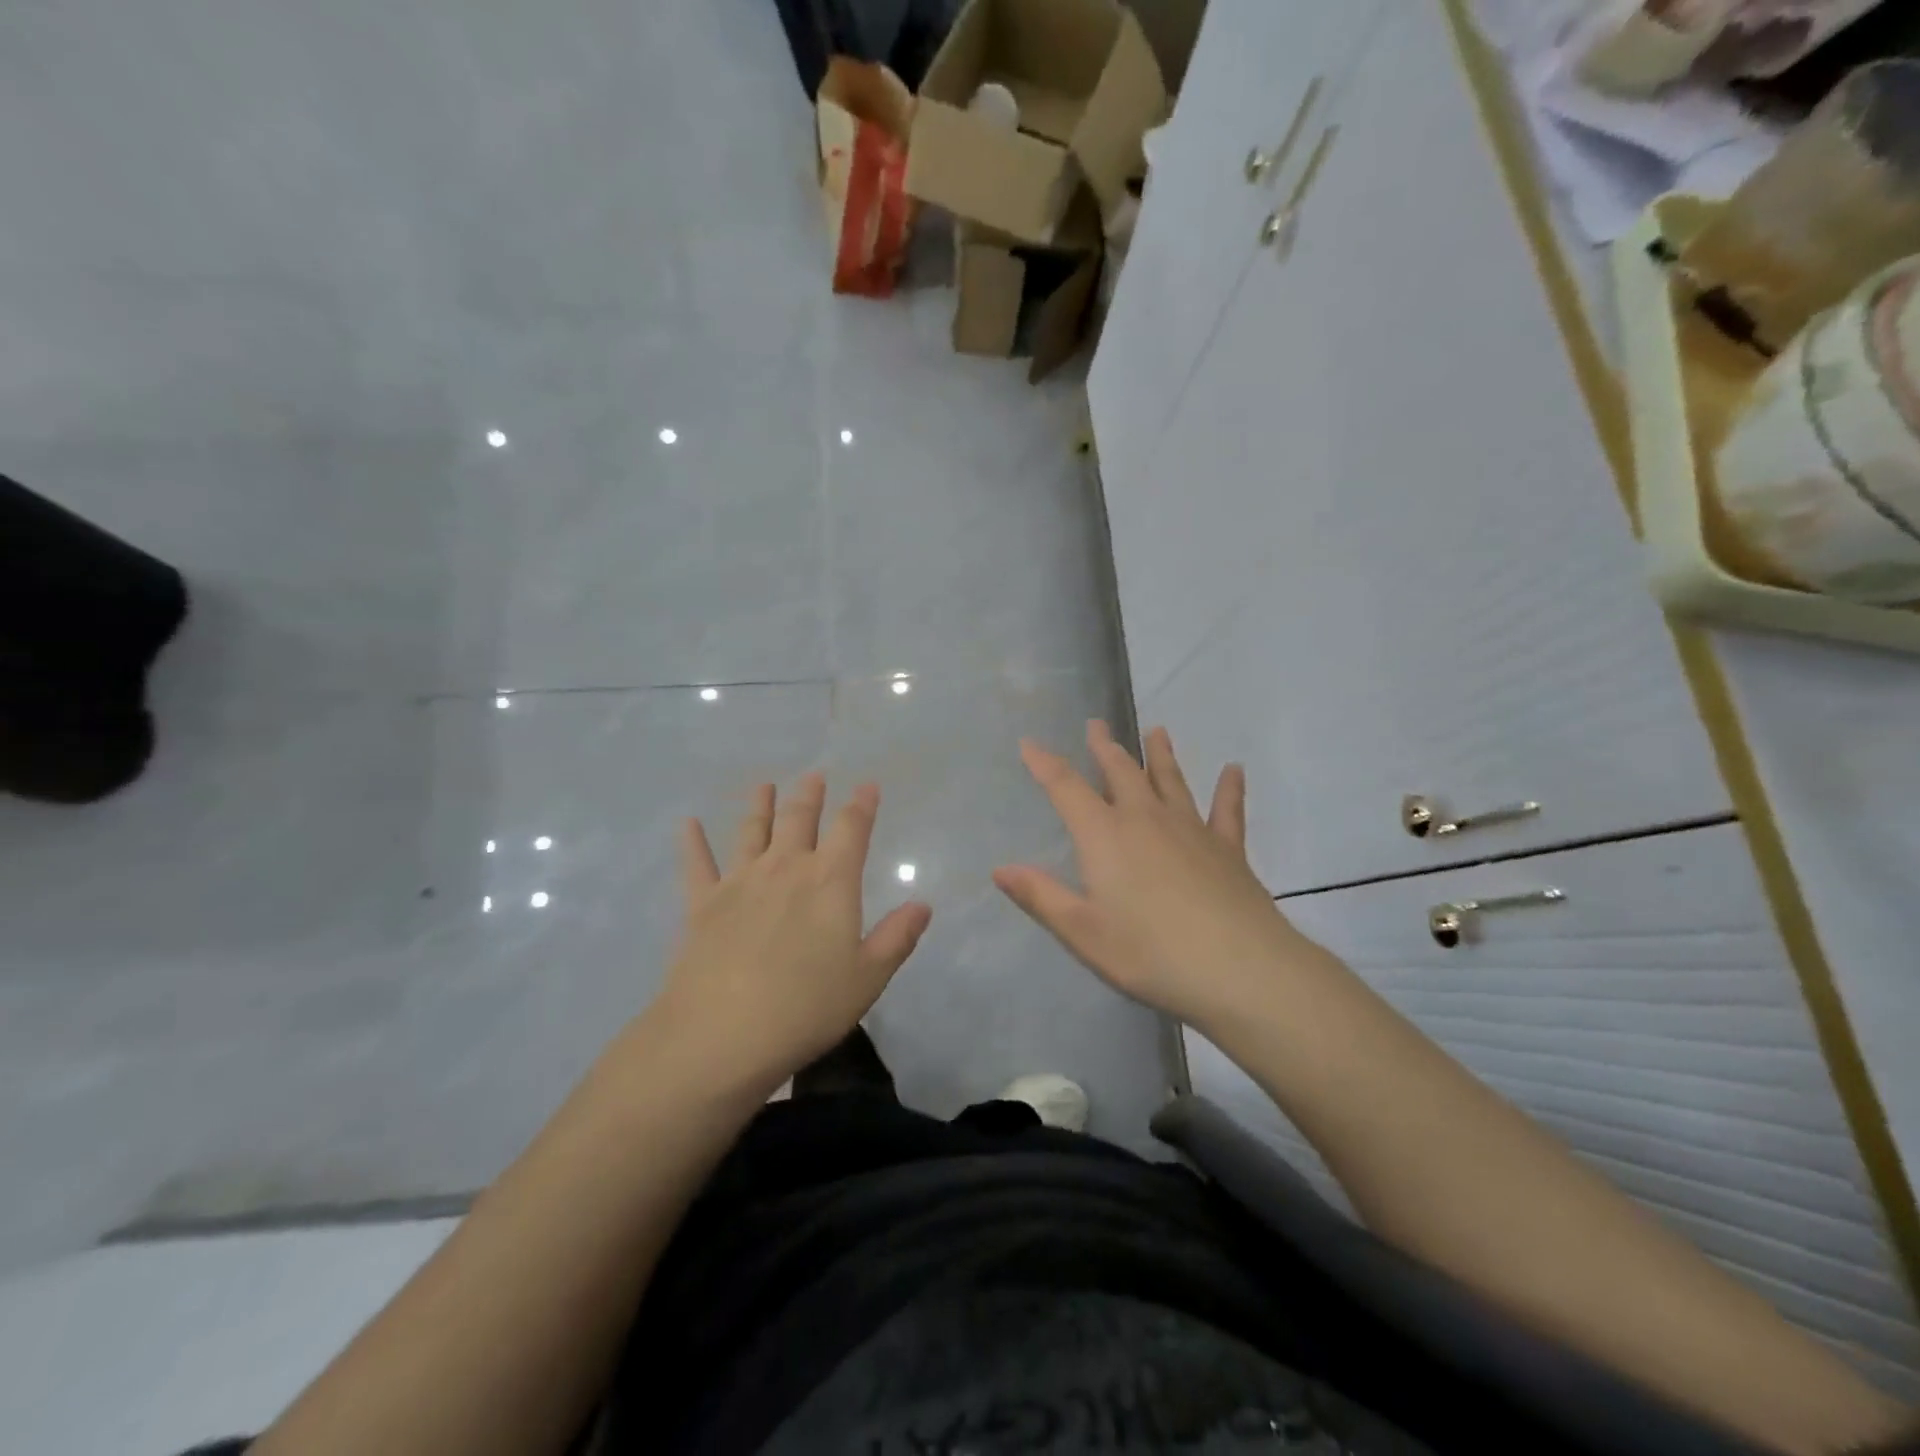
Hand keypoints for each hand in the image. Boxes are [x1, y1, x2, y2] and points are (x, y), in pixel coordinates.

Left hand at [654, 773, 931, 1096]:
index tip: (867, 785)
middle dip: (810, 796)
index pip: (852, 829)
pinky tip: (688, 824)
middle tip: (814, 777)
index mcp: (830, 881)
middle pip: (800, 820)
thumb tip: (923, 905)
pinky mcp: (702, 904)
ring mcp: (739, 882)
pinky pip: (697, 864)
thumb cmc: (806, 1007)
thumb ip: (896, 938)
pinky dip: (693, 842)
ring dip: (761, 806)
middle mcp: (785, 868)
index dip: (862, 805)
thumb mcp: (867, 978)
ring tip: (765, 785)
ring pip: (752, 831)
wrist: (720, 1034)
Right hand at [993, 722, 1322, 1029]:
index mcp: (1105, 835)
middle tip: (1096, 724)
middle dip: (1105, 748)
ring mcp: (1191, 829)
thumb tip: (999, 868)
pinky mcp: (1228, 848)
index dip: (1044, 763)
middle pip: (1121, 772)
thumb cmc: (1150, 953)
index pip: (1066, 788)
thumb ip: (1041, 896)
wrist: (1239, 968)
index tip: (1029, 742)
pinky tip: (1234, 770)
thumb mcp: (1082, 932)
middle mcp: (1146, 819)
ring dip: (1160, 755)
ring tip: (1156, 731)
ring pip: (1171, 781)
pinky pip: (1227, 809)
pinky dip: (1229, 788)